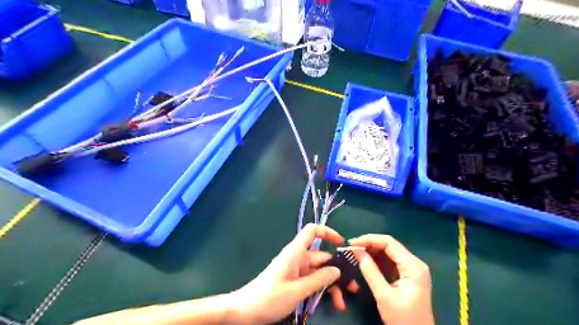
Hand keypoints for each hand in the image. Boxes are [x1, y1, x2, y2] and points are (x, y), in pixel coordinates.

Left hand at [231, 223, 344, 324]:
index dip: (327, 232)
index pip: (312, 231)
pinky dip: (322, 290)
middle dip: (337, 269)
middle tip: (353, 286)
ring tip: (343, 301)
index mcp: (295, 252)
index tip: (343, 244)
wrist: (245, 311)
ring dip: (332, 284)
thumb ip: (318, 279)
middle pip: (321, 256)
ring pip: (319, 272)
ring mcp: (296, 270)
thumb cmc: (269, 297)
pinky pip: (312, 281)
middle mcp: (297, 258)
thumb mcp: (297, 290)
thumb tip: (337, 270)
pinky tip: (332, 302)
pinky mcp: (294, 281)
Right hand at [345, 235, 436, 324]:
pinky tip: (365, 262)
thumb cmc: (403, 320)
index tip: (351, 243)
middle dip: (369, 245)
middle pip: (389, 245)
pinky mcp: (407, 275)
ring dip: (371, 252)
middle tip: (351, 249)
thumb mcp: (384, 296)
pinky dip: (377, 260)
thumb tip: (356, 251)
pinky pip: (390, 261)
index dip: (369, 239)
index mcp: (413, 266)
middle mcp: (414, 263)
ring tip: (355, 254)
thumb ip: (370, 271)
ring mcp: (411, 269)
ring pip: (388, 252)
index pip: (389, 243)